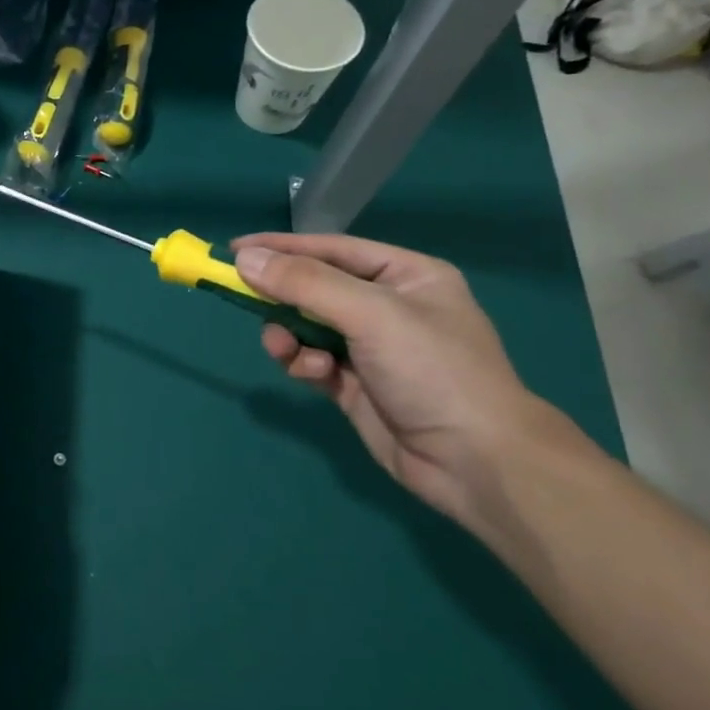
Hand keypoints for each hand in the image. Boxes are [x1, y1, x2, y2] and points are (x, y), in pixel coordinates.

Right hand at [233, 233, 579, 536]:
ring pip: (307, 328)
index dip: (283, 247)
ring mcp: (371, 349)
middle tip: (242, 298)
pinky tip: (313, 374)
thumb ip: (305, 283)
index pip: (332, 250)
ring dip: (289, 335)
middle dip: (281, 297)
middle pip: (315, 288)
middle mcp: (388, 307)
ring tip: (283, 348)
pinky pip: (313, 362)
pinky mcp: (355, 386)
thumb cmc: (432, 370)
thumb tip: (245, 260)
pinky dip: (304, 364)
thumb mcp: (370, 314)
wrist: (475, 462)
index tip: (234, 250)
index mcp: (405, 276)